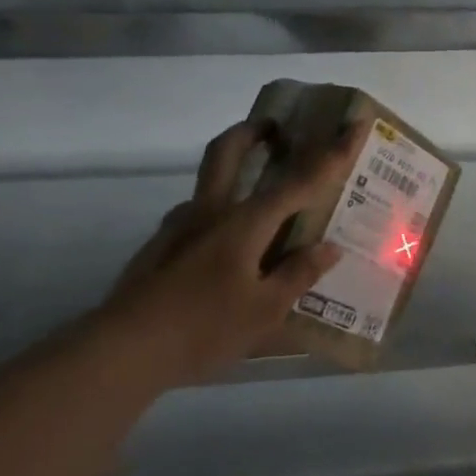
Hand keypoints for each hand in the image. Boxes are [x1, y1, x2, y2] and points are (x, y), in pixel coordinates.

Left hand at [102, 119, 365, 388]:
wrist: (123, 351)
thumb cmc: (204, 328)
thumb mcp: (265, 310)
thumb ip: (298, 274)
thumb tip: (329, 248)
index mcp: (243, 223)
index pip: (297, 181)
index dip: (330, 154)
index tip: (352, 124)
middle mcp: (209, 213)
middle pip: (227, 153)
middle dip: (251, 131)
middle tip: (273, 128)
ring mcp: (178, 228)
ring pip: (208, 184)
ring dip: (232, 172)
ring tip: (260, 203)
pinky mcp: (160, 248)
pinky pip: (197, 217)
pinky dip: (219, 215)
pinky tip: (229, 250)